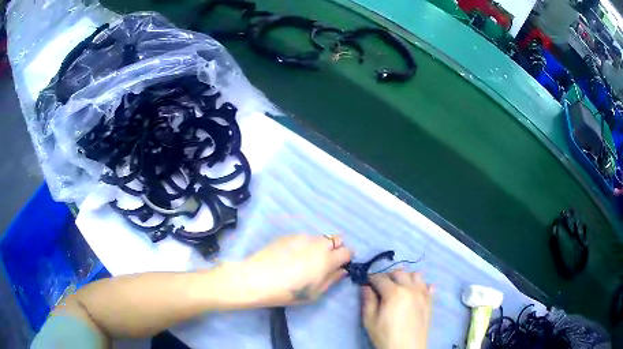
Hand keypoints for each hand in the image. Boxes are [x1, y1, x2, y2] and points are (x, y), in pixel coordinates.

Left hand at [237, 234, 351, 306]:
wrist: (257, 279)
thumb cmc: (288, 292)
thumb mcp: (314, 293)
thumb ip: (332, 279)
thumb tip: (342, 270)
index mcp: (327, 259)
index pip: (347, 251)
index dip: (346, 258)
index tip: (340, 265)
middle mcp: (317, 244)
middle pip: (336, 239)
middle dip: (336, 249)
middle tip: (325, 262)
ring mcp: (301, 237)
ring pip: (319, 238)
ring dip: (319, 247)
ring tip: (305, 260)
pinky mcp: (288, 235)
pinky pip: (303, 238)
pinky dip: (303, 245)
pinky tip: (290, 257)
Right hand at [362, 271, 432, 348]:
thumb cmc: (386, 336)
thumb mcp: (370, 321)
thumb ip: (368, 301)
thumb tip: (365, 286)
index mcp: (394, 293)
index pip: (380, 278)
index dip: (371, 278)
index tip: (366, 281)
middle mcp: (410, 289)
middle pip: (399, 273)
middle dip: (388, 275)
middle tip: (381, 285)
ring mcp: (423, 294)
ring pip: (416, 275)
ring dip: (406, 277)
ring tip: (399, 286)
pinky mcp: (430, 301)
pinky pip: (429, 286)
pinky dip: (422, 285)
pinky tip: (416, 292)